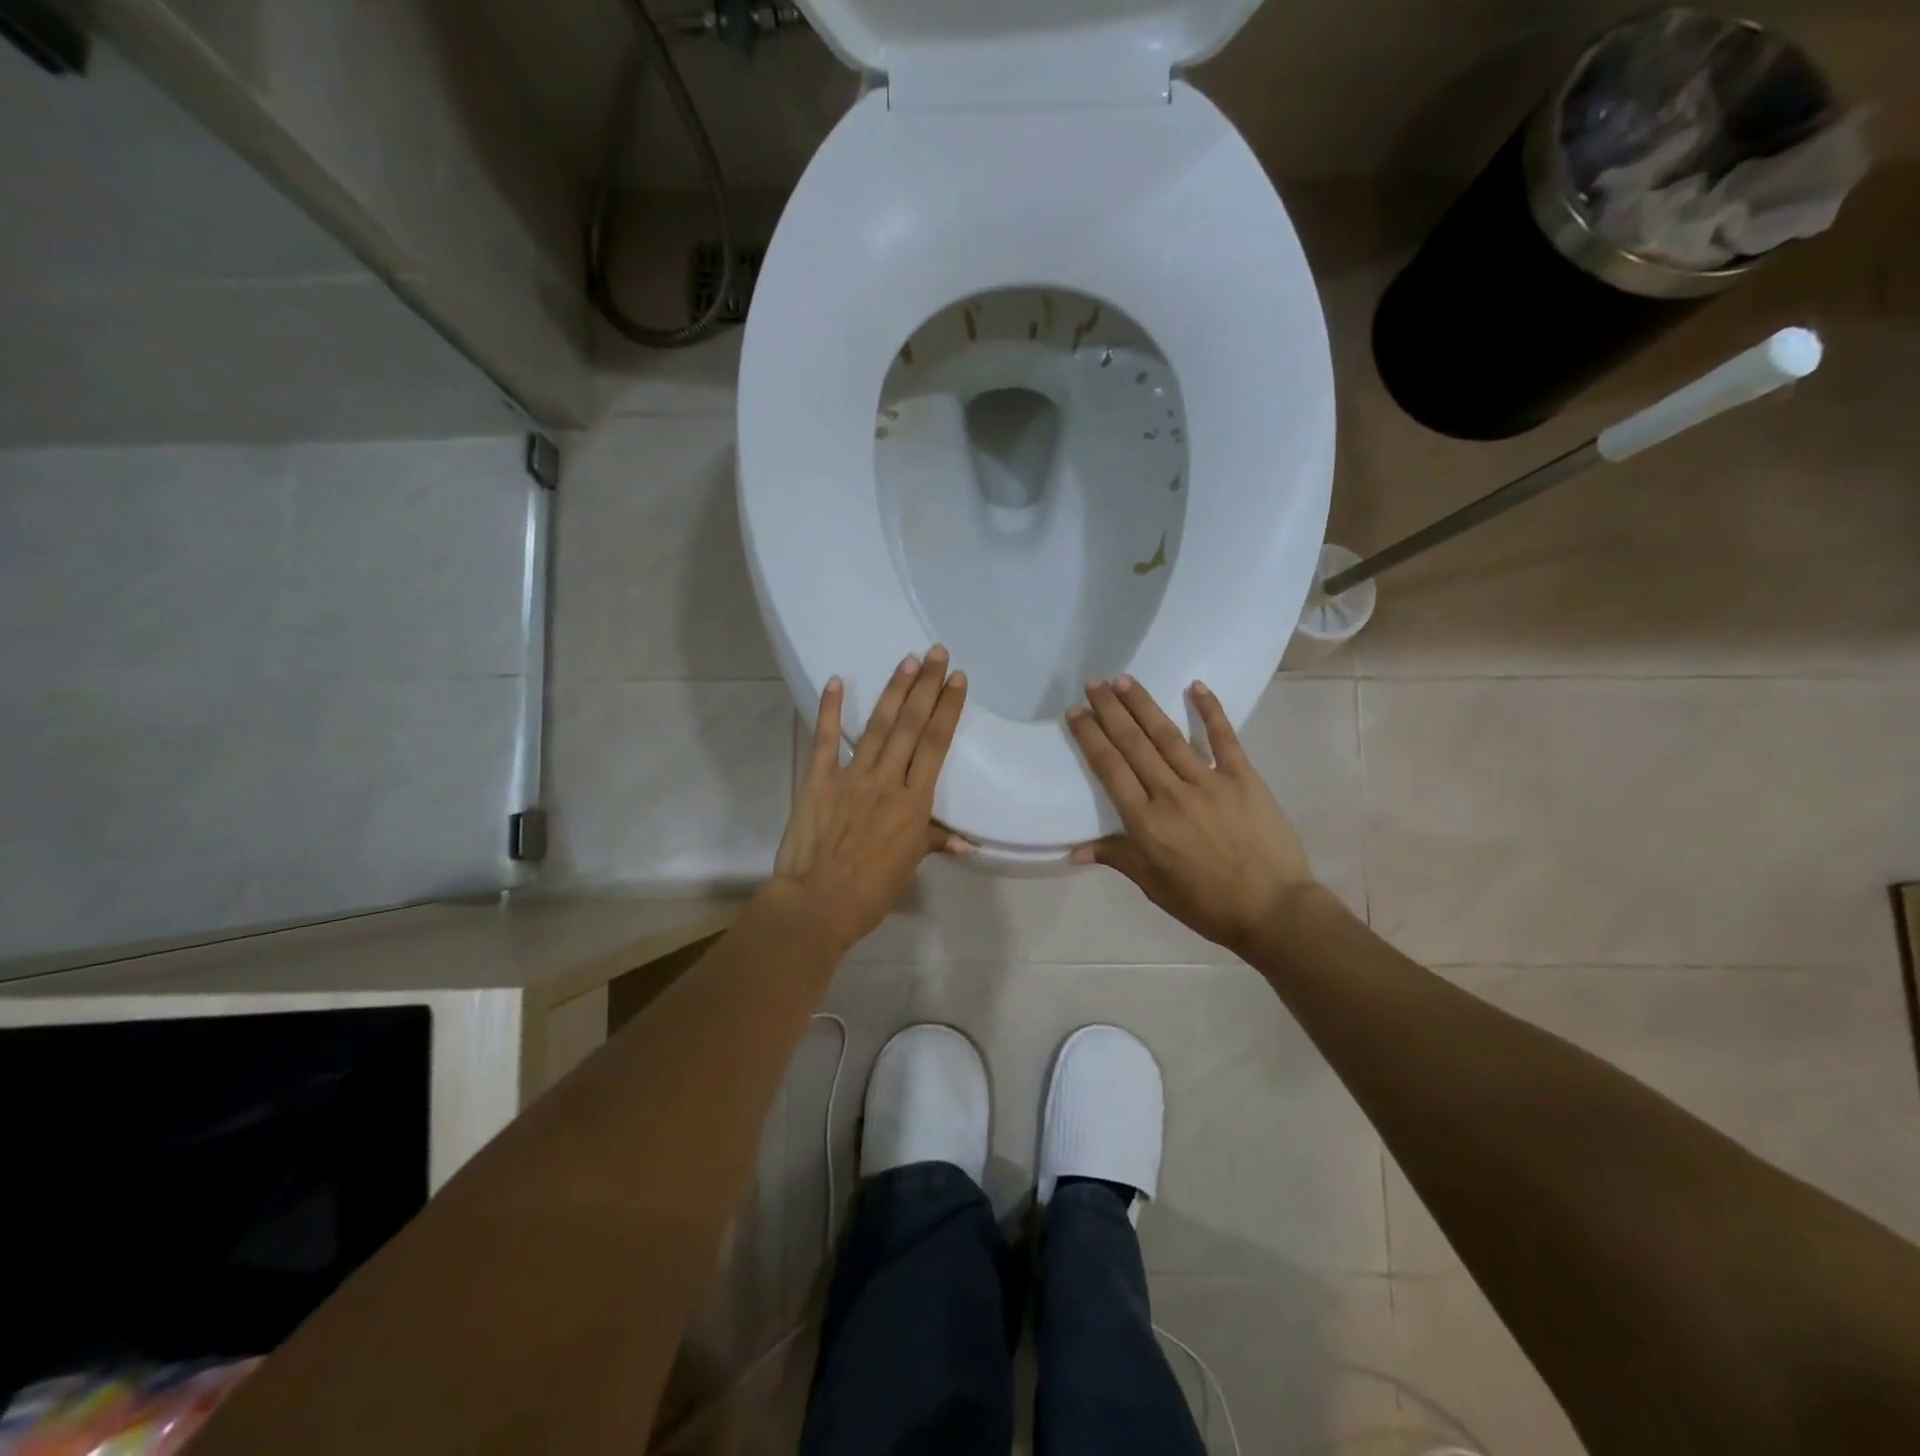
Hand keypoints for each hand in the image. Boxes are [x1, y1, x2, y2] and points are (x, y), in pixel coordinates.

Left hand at [772, 646, 968, 951]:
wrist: (819, 902)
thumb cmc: (872, 890)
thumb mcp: (909, 866)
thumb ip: (934, 841)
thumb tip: (965, 841)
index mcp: (914, 802)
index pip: (936, 745)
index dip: (948, 709)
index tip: (958, 680)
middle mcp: (887, 780)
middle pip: (910, 725)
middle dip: (926, 686)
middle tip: (937, 653)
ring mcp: (851, 776)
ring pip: (877, 726)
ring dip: (893, 691)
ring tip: (908, 661)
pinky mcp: (818, 780)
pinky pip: (825, 740)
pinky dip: (829, 710)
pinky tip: (836, 681)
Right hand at [1066, 676, 1313, 956]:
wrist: (1273, 911)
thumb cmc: (1206, 904)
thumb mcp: (1154, 887)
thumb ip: (1117, 858)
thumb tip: (1074, 850)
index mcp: (1146, 823)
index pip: (1110, 769)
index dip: (1090, 736)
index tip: (1075, 711)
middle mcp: (1172, 794)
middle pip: (1134, 744)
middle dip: (1110, 710)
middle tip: (1094, 682)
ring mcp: (1209, 782)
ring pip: (1169, 735)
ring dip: (1144, 705)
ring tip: (1125, 680)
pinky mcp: (1243, 778)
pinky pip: (1224, 738)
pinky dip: (1209, 710)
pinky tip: (1194, 686)